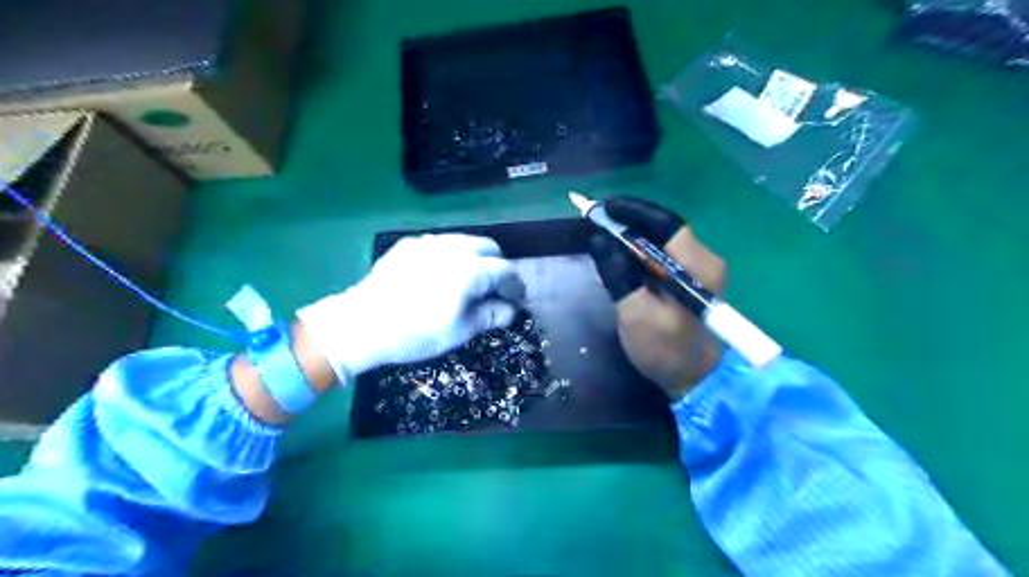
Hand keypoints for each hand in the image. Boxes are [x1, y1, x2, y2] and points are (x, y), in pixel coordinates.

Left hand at [297, 235, 523, 382]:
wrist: (361, 324)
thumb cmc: (415, 333)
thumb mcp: (459, 331)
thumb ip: (490, 316)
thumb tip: (510, 310)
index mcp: (470, 269)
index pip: (505, 271)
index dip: (516, 286)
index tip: (517, 300)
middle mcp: (453, 248)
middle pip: (489, 248)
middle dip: (498, 267)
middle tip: (494, 290)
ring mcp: (428, 242)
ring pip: (465, 242)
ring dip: (476, 258)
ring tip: (469, 281)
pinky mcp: (409, 245)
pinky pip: (440, 244)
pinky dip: (451, 256)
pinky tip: (440, 275)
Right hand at [592, 197, 726, 397]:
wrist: (699, 382)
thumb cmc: (667, 350)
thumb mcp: (636, 313)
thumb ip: (618, 273)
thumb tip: (599, 239)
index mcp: (696, 265)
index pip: (666, 223)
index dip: (634, 211)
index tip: (604, 208)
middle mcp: (704, 261)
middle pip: (665, 229)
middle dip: (630, 222)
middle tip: (598, 222)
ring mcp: (701, 272)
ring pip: (664, 243)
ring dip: (635, 237)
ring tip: (605, 237)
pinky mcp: (693, 284)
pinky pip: (665, 257)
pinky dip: (642, 253)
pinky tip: (623, 258)